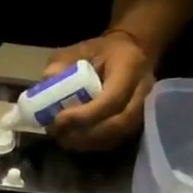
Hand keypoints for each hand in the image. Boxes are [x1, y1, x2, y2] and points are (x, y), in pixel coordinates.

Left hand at [43, 30, 155, 151]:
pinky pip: (115, 141)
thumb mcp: (80, 48)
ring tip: (61, 137)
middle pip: (117, 124)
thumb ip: (63, 61)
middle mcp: (143, 90)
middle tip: (57, 132)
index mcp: (130, 67)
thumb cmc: (103, 51)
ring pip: (117, 136)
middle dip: (84, 134)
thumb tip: (48, 78)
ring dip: (86, 142)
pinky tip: (73, 140)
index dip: (84, 115)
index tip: (58, 119)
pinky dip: (92, 145)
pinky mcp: (137, 122)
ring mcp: (144, 109)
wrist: (131, 54)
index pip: (112, 99)